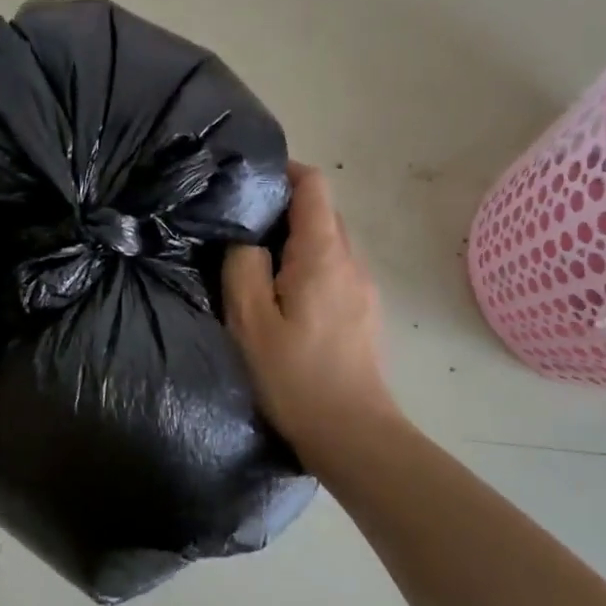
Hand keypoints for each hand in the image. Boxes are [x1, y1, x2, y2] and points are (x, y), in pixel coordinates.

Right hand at [224, 163, 400, 463]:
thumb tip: (246, 240)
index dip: (284, 172)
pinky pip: (334, 271)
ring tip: (257, 265)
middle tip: (240, 229)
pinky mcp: (364, 312)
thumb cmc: (294, 376)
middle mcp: (351, 262)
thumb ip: (242, 267)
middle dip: (283, 210)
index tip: (249, 182)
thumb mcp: (250, 320)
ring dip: (295, 243)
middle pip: (322, 213)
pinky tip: (284, 299)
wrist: (351, 433)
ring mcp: (363, 288)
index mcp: (323, 255)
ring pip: (328, 244)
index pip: (314, 186)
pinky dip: (307, 268)